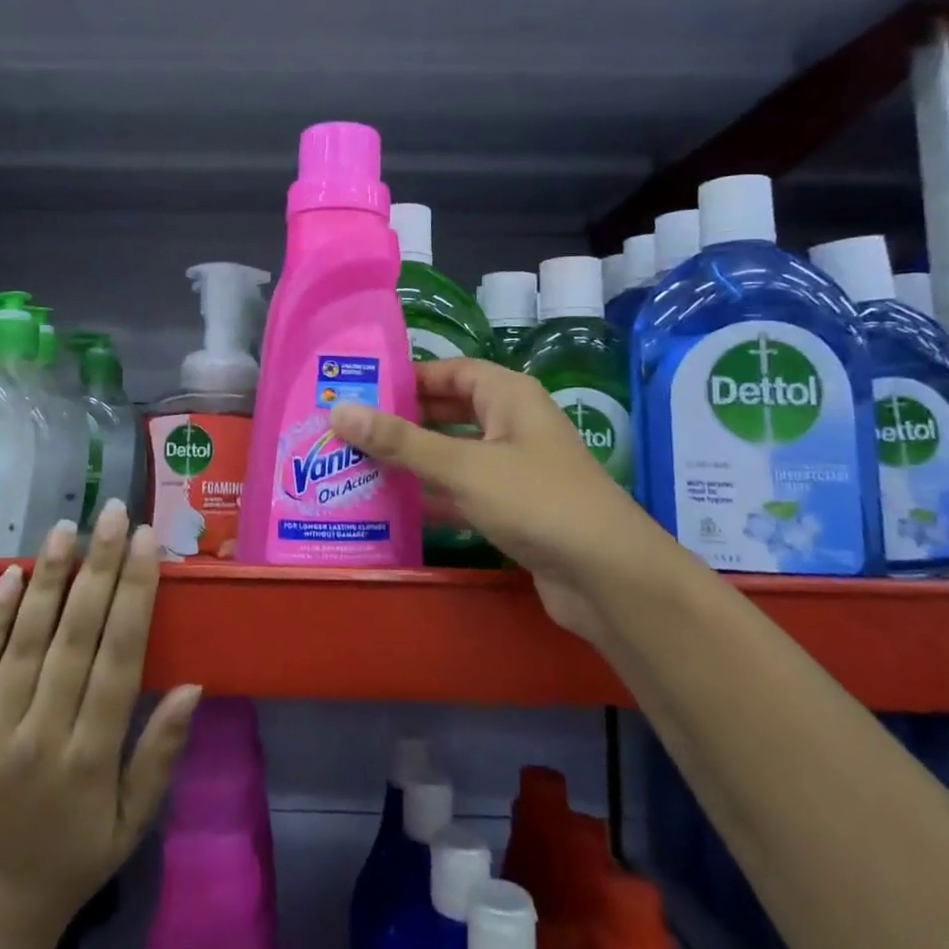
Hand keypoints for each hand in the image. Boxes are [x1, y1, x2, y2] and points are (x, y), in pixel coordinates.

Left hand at [0, 500, 203, 948]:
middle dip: (99, 567)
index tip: (147, 543)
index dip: (135, 594)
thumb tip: (193, 684)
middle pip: (74, 637)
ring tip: (66, 528)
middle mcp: (40, 737)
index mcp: (91, 759)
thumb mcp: (133, 822)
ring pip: (22, 642)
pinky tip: (8, 576)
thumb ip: (161, 752)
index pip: (119, 657)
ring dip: (48, 579)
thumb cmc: (73, 860)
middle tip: (114, 513)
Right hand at [330, 359, 655, 640]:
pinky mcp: (512, 508)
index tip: (359, 390)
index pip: (450, 372)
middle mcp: (512, 424)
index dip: (406, 378)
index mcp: (508, 396)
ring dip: (412, 460)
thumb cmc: (536, 501)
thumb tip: (340, 411)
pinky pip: (462, 491)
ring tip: (356, 464)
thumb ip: (400, 441)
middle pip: (448, 412)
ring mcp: (513, 469)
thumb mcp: (463, 466)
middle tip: (347, 430)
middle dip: (402, 421)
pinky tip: (391, 505)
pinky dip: (431, 495)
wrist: (608, 577)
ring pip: (453, 453)